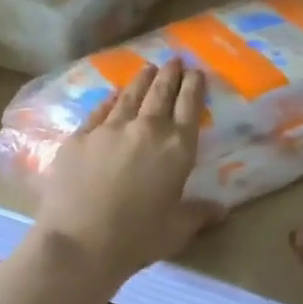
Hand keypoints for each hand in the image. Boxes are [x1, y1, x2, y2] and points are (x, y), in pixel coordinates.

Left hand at [33, 61, 216, 284]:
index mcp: (177, 148)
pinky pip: (100, 110)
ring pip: (130, 95)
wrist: (79, 243)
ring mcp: (110, 129)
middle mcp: (147, 129)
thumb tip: (222, 211)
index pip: (190, 106)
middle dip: (170, 74)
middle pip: (161, 93)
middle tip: (174, 60)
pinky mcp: (80, 136)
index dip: (194, 86)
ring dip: (142, 80)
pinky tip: (112, 95)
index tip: (197, 72)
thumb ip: (199, 214)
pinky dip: (110, 100)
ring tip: (148, 68)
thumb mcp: (177, 230)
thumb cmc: (137, 239)